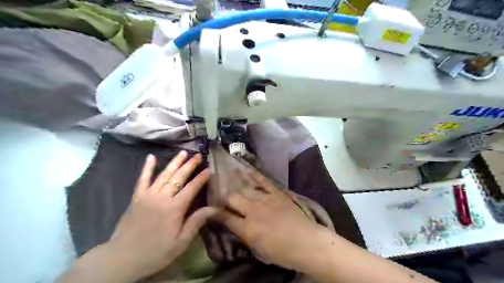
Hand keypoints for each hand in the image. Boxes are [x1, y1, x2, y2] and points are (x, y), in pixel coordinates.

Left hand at [107, 152, 218, 281]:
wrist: (122, 258)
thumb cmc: (155, 252)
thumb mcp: (180, 243)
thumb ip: (196, 223)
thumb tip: (213, 208)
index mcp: (174, 208)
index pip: (192, 188)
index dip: (202, 178)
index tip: (210, 169)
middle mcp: (162, 197)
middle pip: (179, 177)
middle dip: (190, 165)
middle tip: (199, 155)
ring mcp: (148, 195)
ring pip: (164, 174)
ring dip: (174, 162)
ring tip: (183, 152)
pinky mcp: (136, 197)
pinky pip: (142, 179)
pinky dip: (147, 168)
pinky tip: (151, 157)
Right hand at [219, 170, 324, 271]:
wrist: (306, 242)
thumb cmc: (282, 252)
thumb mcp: (258, 249)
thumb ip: (244, 235)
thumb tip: (235, 225)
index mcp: (247, 229)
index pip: (226, 217)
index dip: (216, 213)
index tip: (210, 209)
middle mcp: (253, 211)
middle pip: (233, 198)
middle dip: (227, 199)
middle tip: (228, 201)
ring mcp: (265, 199)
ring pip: (246, 189)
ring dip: (238, 188)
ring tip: (233, 183)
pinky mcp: (277, 193)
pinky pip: (263, 181)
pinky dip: (255, 176)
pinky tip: (246, 171)